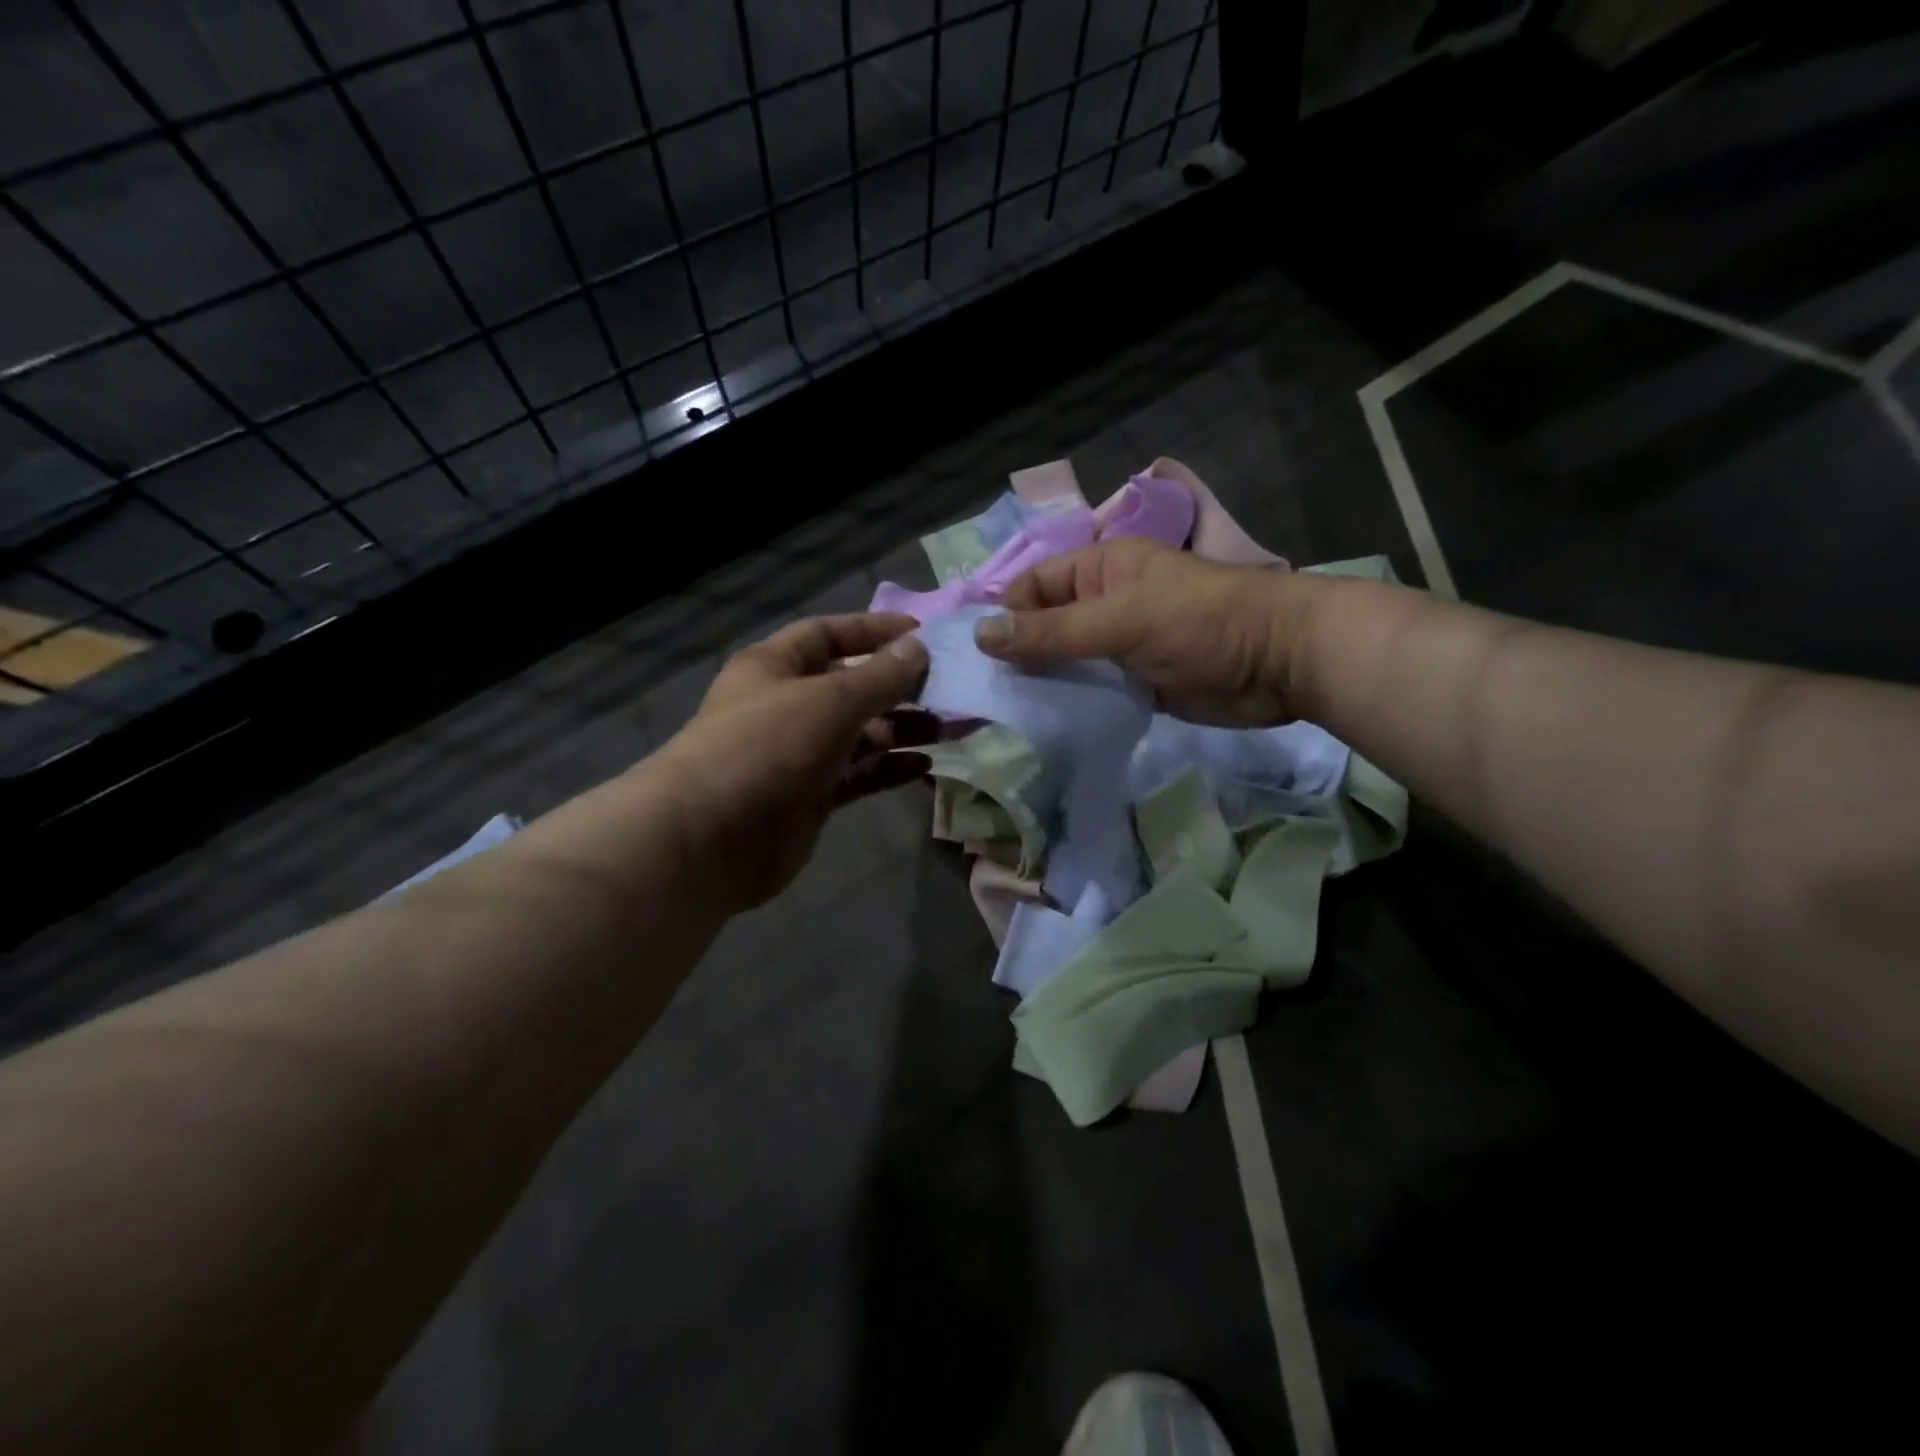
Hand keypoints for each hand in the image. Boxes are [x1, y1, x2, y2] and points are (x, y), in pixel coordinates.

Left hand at [655, 614, 934, 910]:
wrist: (710, 839)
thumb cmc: (767, 747)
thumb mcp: (829, 701)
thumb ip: (879, 676)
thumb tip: (919, 647)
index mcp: (776, 666)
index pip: (829, 634)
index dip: (873, 631)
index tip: (923, 635)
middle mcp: (787, 705)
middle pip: (851, 686)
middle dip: (900, 686)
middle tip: (952, 689)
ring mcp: (799, 754)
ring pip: (861, 733)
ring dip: (904, 729)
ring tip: (951, 728)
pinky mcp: (811, 797)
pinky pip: (858, 775)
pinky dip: (889, 768)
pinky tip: (926, 766)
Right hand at [974, 537, 1307, 725]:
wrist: (1280, 662)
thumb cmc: (1199, 623)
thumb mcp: (1119, 620)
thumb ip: (1051, 632)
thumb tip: (980, 635)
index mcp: (1098, 570)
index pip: (1032, 588)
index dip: (1003, 616)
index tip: (975, 659)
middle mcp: (1103, 604)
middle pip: (1045, 627)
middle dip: (1017, 655)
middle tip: (981, 697)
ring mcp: (1119, 647)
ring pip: (1066, 663)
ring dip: (1041, 684)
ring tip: (1002, 717)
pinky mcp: (1135, 684)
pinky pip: (1091, 692)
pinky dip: (1070, 706)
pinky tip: (1042, 728)